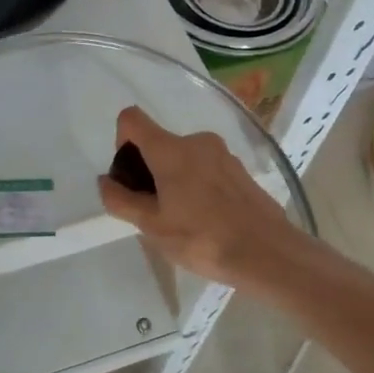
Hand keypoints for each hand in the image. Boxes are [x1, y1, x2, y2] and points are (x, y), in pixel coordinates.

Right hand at [97, 105, 308, 289]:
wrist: (268, 253)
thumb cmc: (202, 239)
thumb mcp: (152, 226)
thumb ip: (122, 201)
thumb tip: (105, 181)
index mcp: (170, 149)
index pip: (132, 119)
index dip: (121, 141)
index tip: (129, 176)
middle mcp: (197, 141)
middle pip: (159, 142)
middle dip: (148, 170)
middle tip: (153, 211)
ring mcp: (223, 154)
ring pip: (184, 158)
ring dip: (174, 180)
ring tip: (182, 221)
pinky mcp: (240, 170)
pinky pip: (206, 169)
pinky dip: (197, 186)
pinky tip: (207, 220)